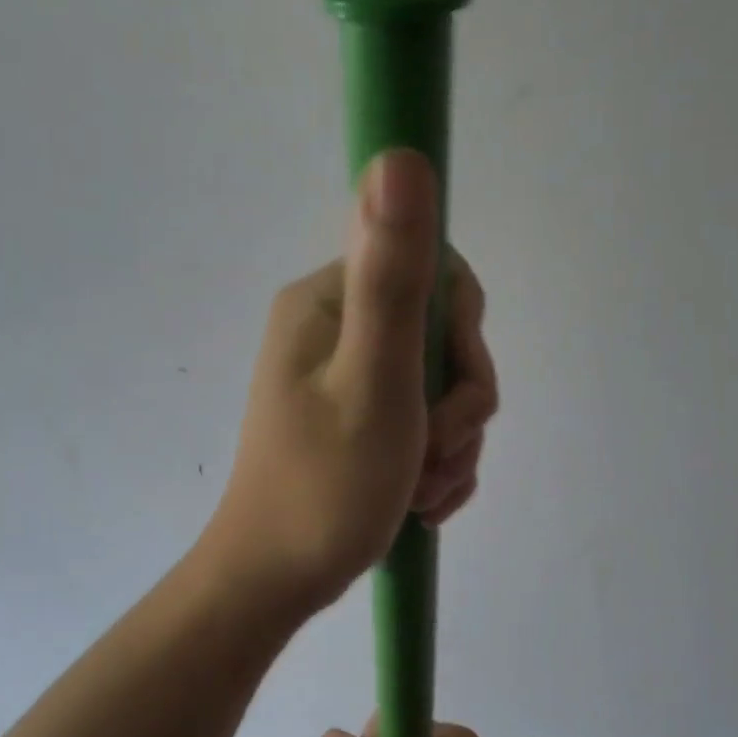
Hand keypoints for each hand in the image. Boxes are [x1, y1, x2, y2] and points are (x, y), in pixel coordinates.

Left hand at [201, 149, 497, 615]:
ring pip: (443, 388)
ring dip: (451, 444)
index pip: (435, 274)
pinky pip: (426, 424)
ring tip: (419, 490)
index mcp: (328, 302)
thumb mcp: (374, 382)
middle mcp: (335, 328)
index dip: (461, 337)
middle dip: (459, 406)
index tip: (445, 392)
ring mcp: (346, 376)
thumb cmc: (325, 487)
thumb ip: (393, 276)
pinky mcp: (358, 418)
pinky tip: (421, 501)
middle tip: (430, 455)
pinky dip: (438, 464)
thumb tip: (399, 155)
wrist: (276, 580)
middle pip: (444, 337)